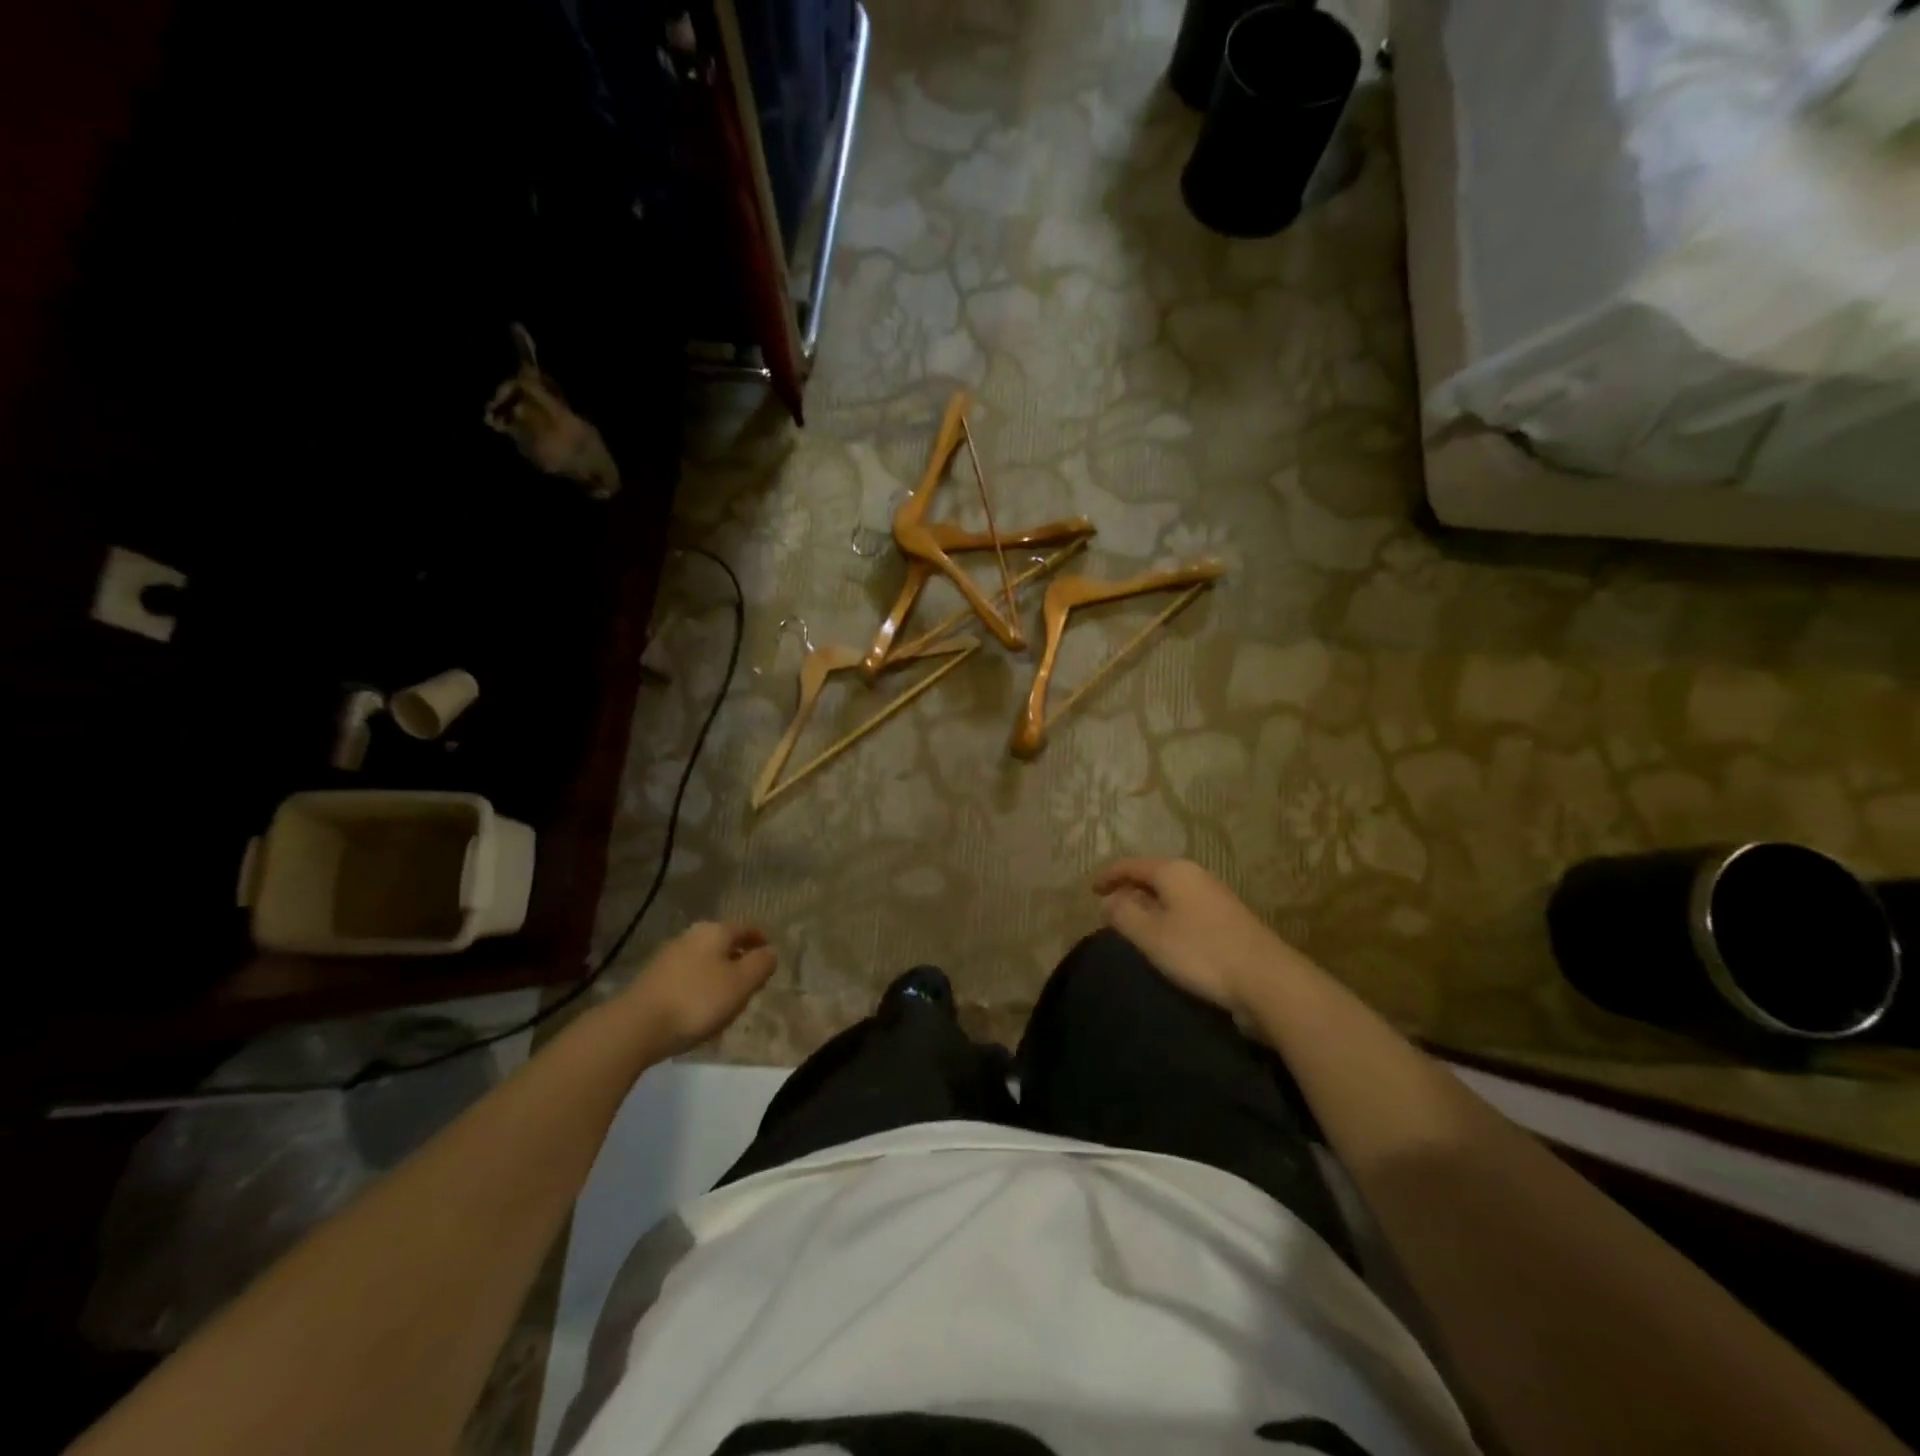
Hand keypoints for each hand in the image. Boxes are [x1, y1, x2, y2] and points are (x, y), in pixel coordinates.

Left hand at [622, 921, 776, 1056]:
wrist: (636, 1026)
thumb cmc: (697, 1001)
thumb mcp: (741, 984)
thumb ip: (761, 965)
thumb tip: (770, 952)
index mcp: (715, 931)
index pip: (746, 929)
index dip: (761, 941)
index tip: (770, 957)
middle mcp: (690, 936)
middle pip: (723, 944)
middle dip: (739, 960)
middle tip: (752, 981)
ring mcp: (668, 957)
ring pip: (704, 962)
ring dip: (718, 976)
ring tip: (728, 1000)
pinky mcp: (653, 979)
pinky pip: (687, 979)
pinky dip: (699, 989)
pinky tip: (700, 1011)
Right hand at [1093, 858, 1313, 1023]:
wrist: (1268, 980)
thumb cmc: (1201, 952)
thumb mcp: (1152, 935)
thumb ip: (1124, 914)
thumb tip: (1109, 900)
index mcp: (1174, 871)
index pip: (1132, 865)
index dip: (1109, 876)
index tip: (1091, 890)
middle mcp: (1196, 876)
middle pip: (1154, 876)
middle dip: (1130, 890)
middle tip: (1110, 910)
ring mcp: (1216, 897)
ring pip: (1172, 894)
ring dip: (1150, 906)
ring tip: (1134, 926)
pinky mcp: (1229, 921)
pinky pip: (1187, 910)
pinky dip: (1169, 918)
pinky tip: (1167, 939)